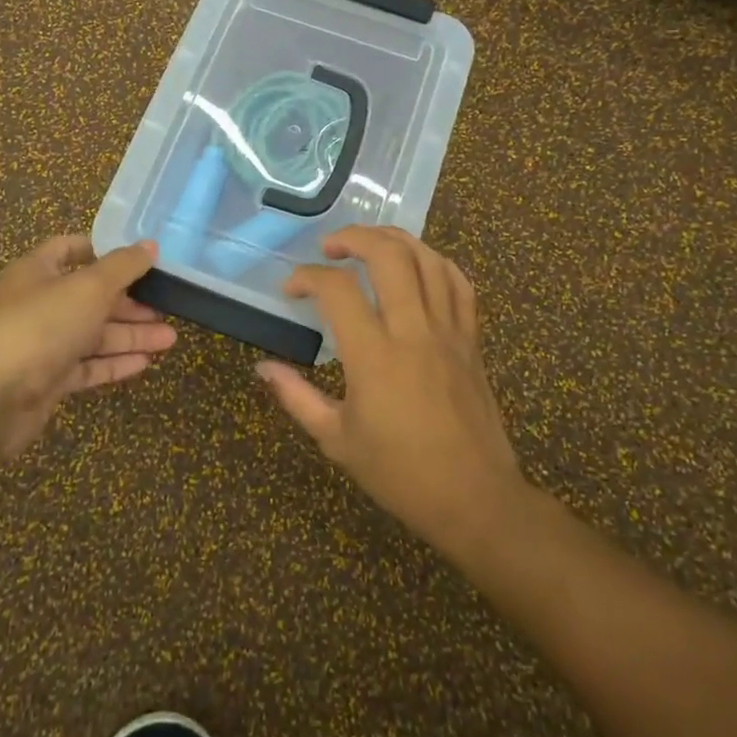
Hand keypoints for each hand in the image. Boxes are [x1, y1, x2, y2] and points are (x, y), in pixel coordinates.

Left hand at [0, 237, 175, 459]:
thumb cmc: (39, 326)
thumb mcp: (88, 287)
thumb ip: (123, 266)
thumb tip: (150, 245)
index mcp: (37, 271)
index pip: (70, 249)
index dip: (104, 251)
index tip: (140, 258)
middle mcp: (38, 304)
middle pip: (89, 297)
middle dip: (129, 302)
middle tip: (168, 306)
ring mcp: (41, 345)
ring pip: (92, 335)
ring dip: (130, 335)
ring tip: (171, 339)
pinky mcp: (46, 382)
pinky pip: (86, 367)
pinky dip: (114, 363)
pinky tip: (145, 363)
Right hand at [257, 226, 522, 543]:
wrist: (474, 498)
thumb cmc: (399, 473)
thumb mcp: (336, 440)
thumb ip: (296, 396)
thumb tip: (262, 367)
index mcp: (373, 356)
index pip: (336, 290)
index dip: (306, 277)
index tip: (291, 290)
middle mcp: (412, 331)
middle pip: (388, 255)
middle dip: (354, 237)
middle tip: (330, 246)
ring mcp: (448, 331)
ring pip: (427, 259)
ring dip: (395, 240)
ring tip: (370, 243)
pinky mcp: (471, 340)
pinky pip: (459, 284)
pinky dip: (436, 262)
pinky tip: (418, 265)